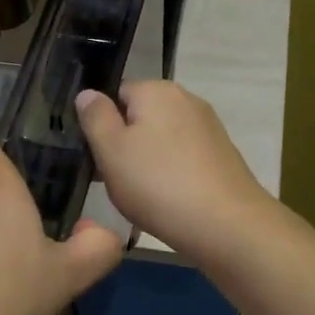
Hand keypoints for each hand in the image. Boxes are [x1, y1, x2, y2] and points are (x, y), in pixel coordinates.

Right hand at [75, 80, 272, 256]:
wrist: (226, 224)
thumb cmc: (157, 184)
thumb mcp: (110, 150)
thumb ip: (95, 117)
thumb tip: (88, 93)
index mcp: (157, 90)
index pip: (116, 94)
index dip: (102, 124)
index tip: (98, 156)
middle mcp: (186, 99)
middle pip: (141, 116)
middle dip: (126, 144)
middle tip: (115, 179)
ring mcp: (209, 127)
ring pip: (162, 139)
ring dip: (148, 162)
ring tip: (142, 196)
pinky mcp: (222, 155)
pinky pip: (184, 158)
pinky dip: (172, 174)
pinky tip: (168, 201)